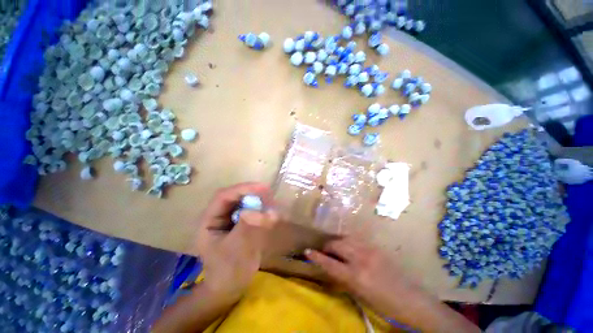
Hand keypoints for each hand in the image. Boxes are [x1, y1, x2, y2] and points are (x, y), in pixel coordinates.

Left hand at [197, 183, 277, 300]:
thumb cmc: (227, 271)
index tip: (263, 188)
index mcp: (209, 220)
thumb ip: (248, 227)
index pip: (223, 196)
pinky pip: (251, 210)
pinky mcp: (241, 223)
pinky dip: (261, 209)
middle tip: (270, 194)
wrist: (230, 287)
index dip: (242, 189)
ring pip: (244, 202)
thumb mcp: (236, 249)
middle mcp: (219, 215)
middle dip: (252, 193)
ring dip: (258, 200)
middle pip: (235, 196)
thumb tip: (264, 210)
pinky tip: (270, 212)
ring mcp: (230, 219)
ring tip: (272, 202)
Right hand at [305, 238, 479, 332]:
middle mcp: (361, 258)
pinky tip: (348, 247)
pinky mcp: (375, 246)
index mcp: (356, 276)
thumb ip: (344, 278)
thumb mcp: (360, 294)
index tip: (307, 251)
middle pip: (337, 244)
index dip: (316, 256)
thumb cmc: (384, 303)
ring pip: (346, 238)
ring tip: (335, 249)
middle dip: (327, 247)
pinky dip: (348, 242)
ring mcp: (369, 249)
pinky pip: (356, 239)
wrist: (411, 299)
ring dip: (337, 242)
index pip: (330, 263)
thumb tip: (331, 267)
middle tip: (324, 252)